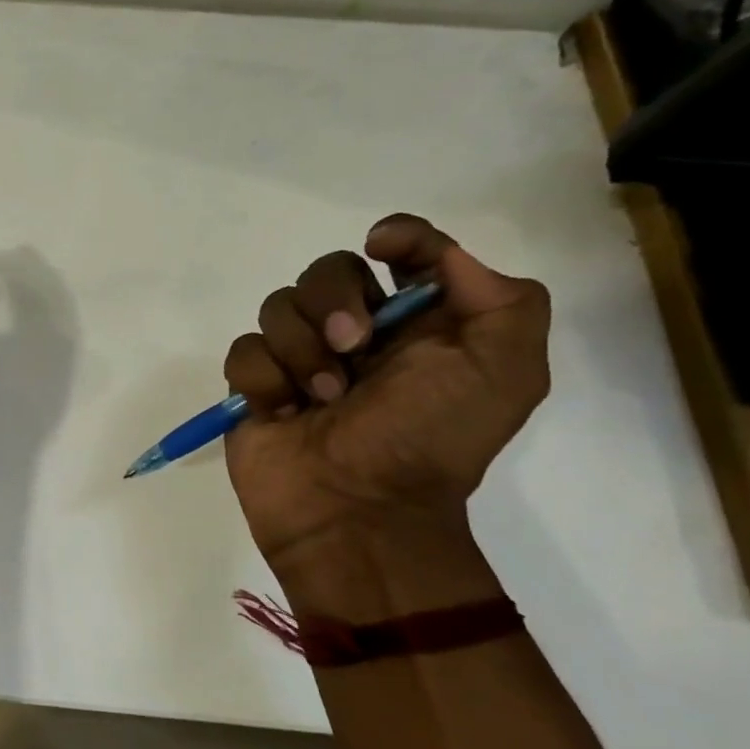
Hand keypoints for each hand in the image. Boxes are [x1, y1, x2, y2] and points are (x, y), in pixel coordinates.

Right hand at [223, 214, 550, 575]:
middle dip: (335, 300)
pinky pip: (244, 350)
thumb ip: (503, 301)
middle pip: (327, 269)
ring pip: (278, 306)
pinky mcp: (255, 385)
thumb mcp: (505, 373)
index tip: (384, 247)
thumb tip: (439, 258)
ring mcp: (299, 358)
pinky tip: (284, 411)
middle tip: (353, 348)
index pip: (403, 251)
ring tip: (322, 398)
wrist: (358, 513)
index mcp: (419, 324)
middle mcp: (358, 333)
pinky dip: (265, 378)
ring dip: (301, 350)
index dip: (398, 235)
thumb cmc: (430, 442)